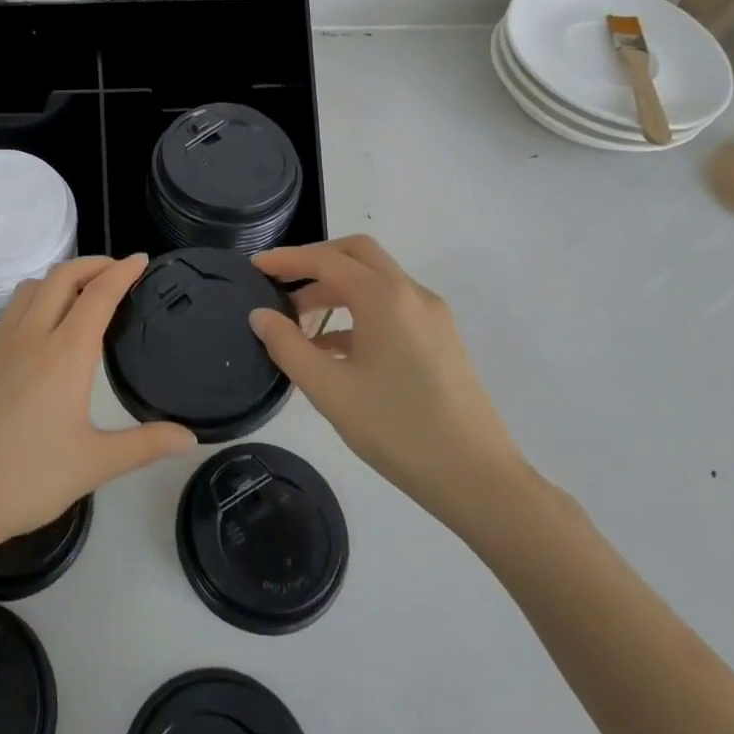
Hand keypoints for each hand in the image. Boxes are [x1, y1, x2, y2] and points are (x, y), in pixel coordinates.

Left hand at [0, 255, 195, 574]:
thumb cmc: (26, 480)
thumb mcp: (94, 464)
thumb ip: (145, 445)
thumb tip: (191, 438)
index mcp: (64, 353)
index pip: (99, 294)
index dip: (122, 272)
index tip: (141, 259)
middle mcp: (31, 336)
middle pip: (62, 276)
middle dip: (93, 264)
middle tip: (117, 271)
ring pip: (31, 287)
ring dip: (60, 277)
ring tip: (82, 293)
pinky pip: (12, 310)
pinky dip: (36, 299)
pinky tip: (42, 329)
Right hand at [250, 236, 529, 538]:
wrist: (479, 479)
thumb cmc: (398, 430)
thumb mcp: (330, 390)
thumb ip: (288, 347)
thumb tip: (260, 315)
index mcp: (385, 297)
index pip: (327, 261)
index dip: (287, 259)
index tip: (255, 265)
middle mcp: (412, 294)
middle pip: (357, 254)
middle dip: (316, 261)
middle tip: (281, 282)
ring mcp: (432, 316)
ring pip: (376, 280)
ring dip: (336, 288)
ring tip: (299, 322)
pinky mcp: (442, 339)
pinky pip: (392, 306)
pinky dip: (359, 311)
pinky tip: (335, 349)